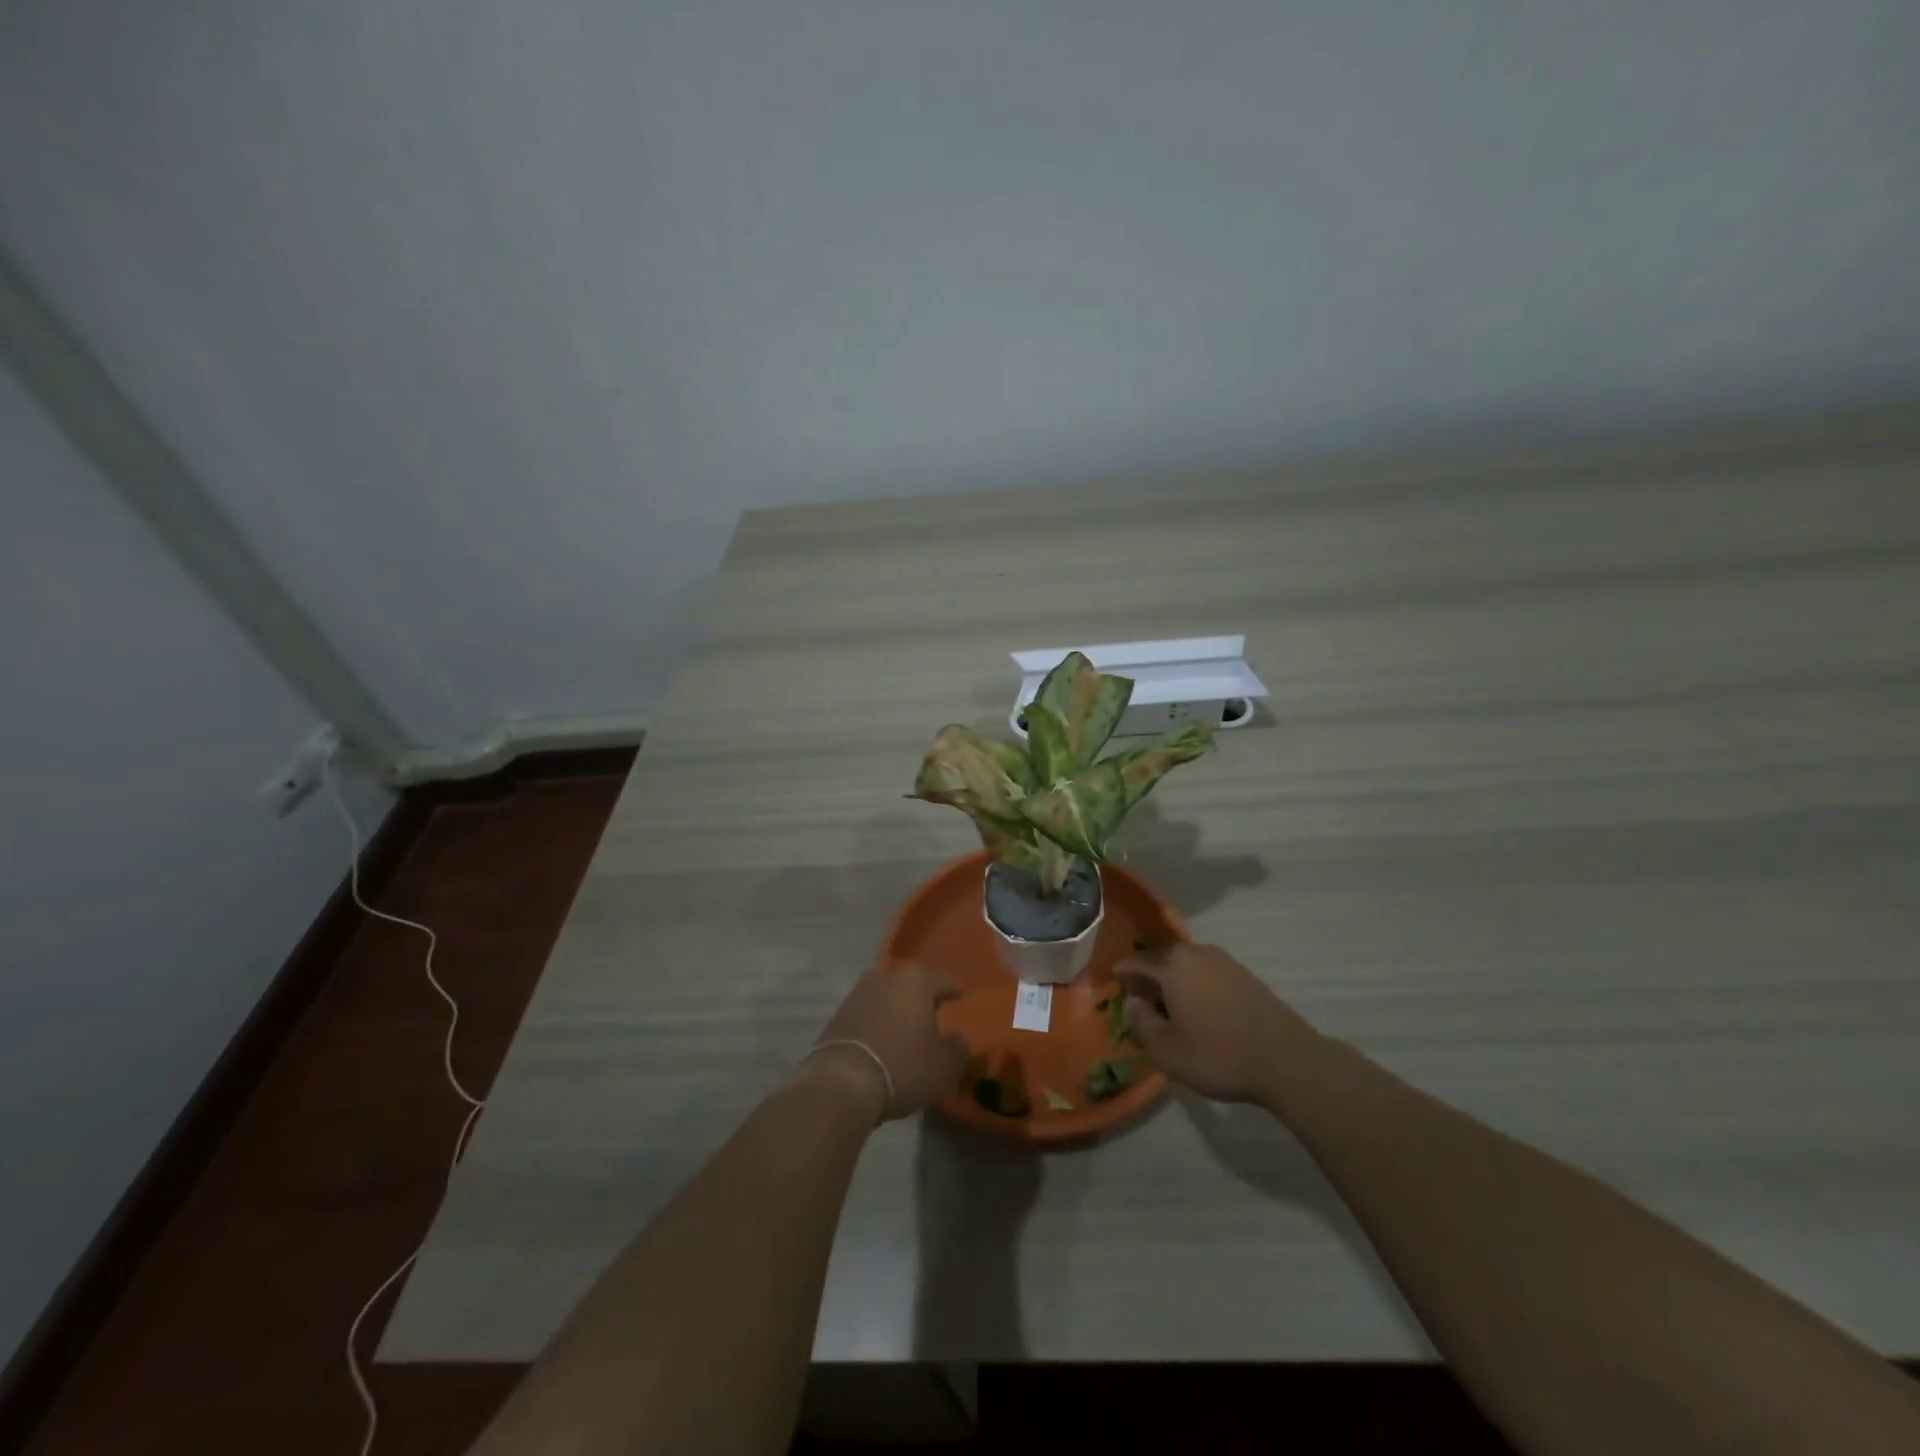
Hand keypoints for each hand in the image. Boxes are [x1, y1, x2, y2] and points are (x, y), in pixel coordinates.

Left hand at [807, 961, 969, 1121]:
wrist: (841, 1083)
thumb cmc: (903, 1066)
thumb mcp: (946, 1064)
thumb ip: (959, 1047)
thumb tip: (958, 1038)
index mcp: (916, 979)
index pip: (942, 980)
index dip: (953, 989)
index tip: (961, 993)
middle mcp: (884, 977)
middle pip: (910, 984)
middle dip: (921, 996)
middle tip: (934, 1010)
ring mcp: (856, 995)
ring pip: (885, 998)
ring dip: (896, 1011)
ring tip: (907, 1029)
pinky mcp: (837, 1017)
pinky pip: (867, 1016)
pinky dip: (877, 1025)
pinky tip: (883, 1042)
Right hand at [1116, 943, 1320, 1104]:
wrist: (1286, 1060)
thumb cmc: (1218, 1055)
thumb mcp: (1167, 1051)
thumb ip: (1141, 1022)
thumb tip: (1132, 1002)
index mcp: (1171, 967)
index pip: (1136, 963)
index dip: (1122, 973)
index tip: (1113, 980)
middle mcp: (1195, 954)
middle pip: (1161, 959)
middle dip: (1147, 975)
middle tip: (1139, 996)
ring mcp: (1223, 961)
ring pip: (1185, 963)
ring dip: (1172, 978)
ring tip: (1167, 1003)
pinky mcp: (1243, 974)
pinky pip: (1206, 971)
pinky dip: (1194, 982)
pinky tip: (1197, 1004)